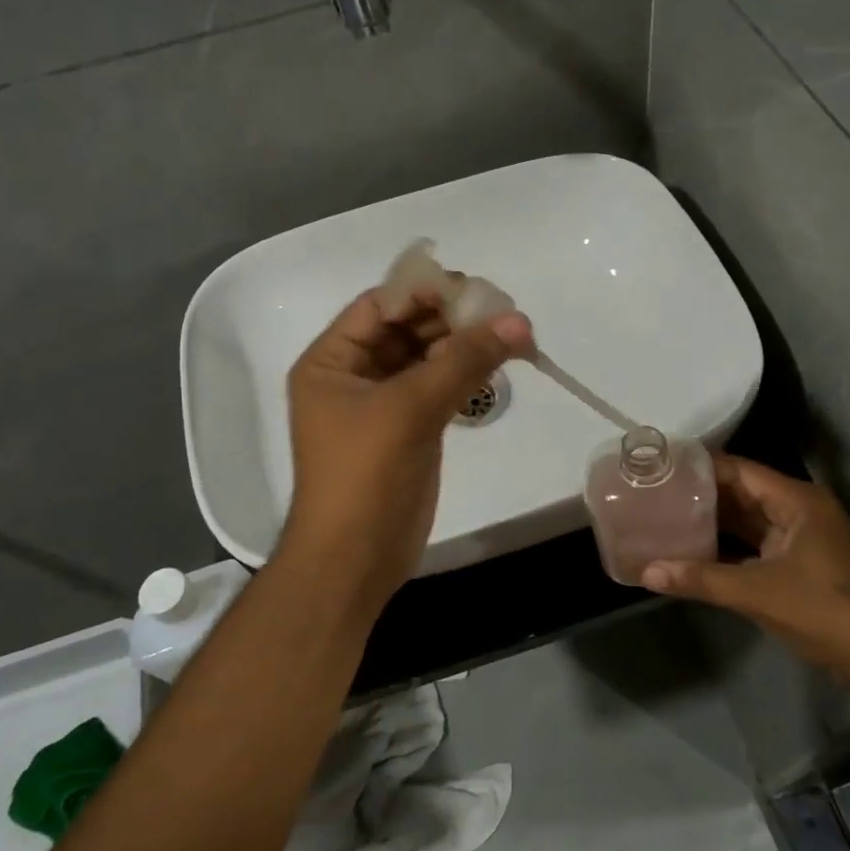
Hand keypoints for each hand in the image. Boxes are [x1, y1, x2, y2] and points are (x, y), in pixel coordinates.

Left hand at [280, 288, 534, 607]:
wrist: (355, 560)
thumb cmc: (365, 476)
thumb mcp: (409, 410)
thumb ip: (463, 361)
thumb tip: (518, 321)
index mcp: (331, 361)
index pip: (378, 306)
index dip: (423, 293)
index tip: (473, 290)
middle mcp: (353, 374)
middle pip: (406, 328)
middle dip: (451, 318)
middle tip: (503, 312)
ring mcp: (382, 403)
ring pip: (426, 357)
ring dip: (464, 345)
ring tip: (512, 335)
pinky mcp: (409, 428)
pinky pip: (438, 386)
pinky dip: (465, 374)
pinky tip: (497, 364)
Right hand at [641, 455, 849, 669]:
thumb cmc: (819, 610)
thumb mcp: (755, 592)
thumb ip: (699, 579)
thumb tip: (646, 572)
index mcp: (797, 500)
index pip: (739, 470)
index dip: (700, 468)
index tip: (661, 468)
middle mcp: (800, 508)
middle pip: (742, 491)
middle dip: (701, 494)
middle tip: (656, 492)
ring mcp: (801, 535)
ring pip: (748, 517)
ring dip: (712, 519)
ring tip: (666, 515)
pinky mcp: (799, 560)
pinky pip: (755, 540)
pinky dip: (727, 543)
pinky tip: (694, 547)